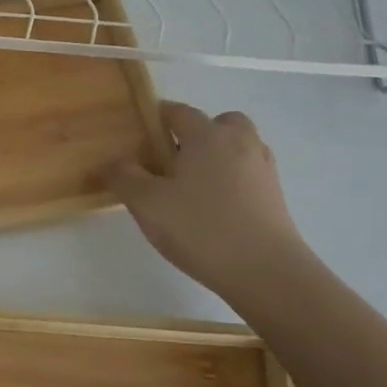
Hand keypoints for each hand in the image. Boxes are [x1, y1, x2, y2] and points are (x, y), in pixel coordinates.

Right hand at [105, 101, 313, 308]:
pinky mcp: (277, 199)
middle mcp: (239, 143)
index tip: (139, 140)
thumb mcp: (147, 203)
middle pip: (219, 123)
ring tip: (194, 188)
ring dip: (219, 157)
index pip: (178, 112)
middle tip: (174, 162)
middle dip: (197, 134)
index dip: (156, 119)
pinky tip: (215, 210)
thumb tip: (110, 161)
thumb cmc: (201, 229)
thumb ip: (123, 176)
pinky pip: (249, 175)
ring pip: (238, 148)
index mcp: (207, 135)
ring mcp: (263, 170)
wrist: (268, 275)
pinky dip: (233, 182)